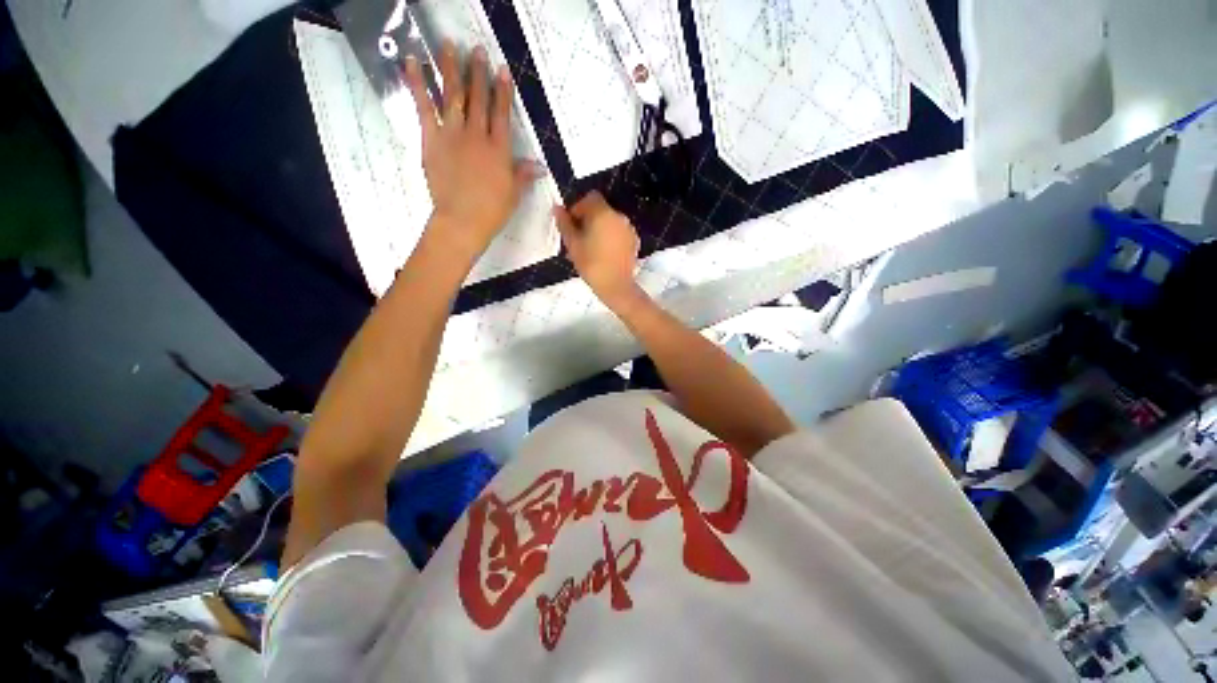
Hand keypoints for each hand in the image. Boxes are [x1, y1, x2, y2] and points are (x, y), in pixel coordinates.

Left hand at [404, 42, 541, 261]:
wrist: (463, 220)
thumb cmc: (492, 211)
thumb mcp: (513, 194)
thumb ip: (523, 175)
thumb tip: (540, 166)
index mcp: (499, 149)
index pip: (502, 113)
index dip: (502, 90)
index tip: (502, 69)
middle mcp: (477, 135)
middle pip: (478, 98)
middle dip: (478, 72)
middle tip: (476, 49)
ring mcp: (453, 134)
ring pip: (452, 95)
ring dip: (450, 68)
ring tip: (448, 45)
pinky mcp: (431, 139)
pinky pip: (423, 107)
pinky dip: (417, 83)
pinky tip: (412, 62)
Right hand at [554, 191, 642, 308]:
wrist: (616, 286)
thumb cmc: (591, 264)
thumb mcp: (572, 244)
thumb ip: (564, 224)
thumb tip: (557, 208)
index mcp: (603, 213)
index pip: (590, 198)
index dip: (578, 207)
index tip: (571, 224)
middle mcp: (619, 216)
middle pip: (600, 210)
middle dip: (588, 220)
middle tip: (578, 238)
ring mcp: (629, 229)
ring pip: (610, 222)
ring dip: (599, 229)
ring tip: (590, 248)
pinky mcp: (634, 242)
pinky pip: (619, 233)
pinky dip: (610, 238)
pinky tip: (604, 254)